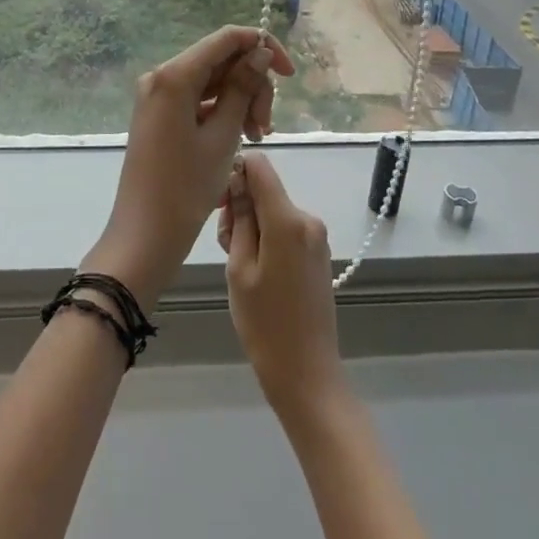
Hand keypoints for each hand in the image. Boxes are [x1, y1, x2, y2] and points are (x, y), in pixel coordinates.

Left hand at [84, 27, 295, 309]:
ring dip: (241, 102)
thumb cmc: (186, 187)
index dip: (262, 47)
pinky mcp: (160, 115)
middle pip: (221, 61)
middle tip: (265, 127)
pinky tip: (242, 138)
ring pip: (213, 82)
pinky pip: (199, 100)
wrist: (145, 233)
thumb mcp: (223, 135)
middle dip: (252, 85)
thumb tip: (259, 52)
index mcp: (174, 76)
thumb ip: (243, 88)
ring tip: (257, 137)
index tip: (289, 75)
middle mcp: (162, 77)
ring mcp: (158, 96)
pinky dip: (223, 113)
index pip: (226, 38)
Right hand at [217, 151, 347, 425]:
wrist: (306, 372)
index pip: (260, 166)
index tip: (221, 203)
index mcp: (287, 220)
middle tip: (227, 249)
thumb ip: (239, 219)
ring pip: (272, 210)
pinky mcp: (317, 252)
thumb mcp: (239, 268)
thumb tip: (238, 181)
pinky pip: (285, 228)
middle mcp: (307, 219)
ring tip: (241, 268)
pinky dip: (267, 239)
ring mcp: (316, 236)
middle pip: (265, 190)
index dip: (236, 173)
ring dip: (252, 227)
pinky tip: (259, 273)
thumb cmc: (265, 322)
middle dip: (240, 208)